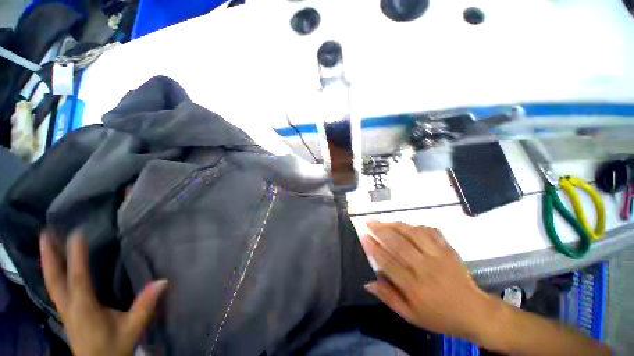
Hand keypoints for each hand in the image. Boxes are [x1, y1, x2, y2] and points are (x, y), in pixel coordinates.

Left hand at [40, 231, 166, 355]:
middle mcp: (69, 306)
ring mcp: (65, 310)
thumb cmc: (114, 346)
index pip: (78, 277)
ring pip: (52, 283)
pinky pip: (56, 288)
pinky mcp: (66, 313)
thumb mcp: (132, 327)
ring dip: (48, 263)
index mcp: (84, 307)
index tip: (77, 233)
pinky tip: (56, 269)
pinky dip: (53, 274)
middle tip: (45, 233)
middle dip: (49, 256)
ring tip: (46, 243)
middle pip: (54, 279)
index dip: (76, 255)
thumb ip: (145, 305)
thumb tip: (163, 280)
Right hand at [360, 221, 493, 339]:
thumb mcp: (411, 316)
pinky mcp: (448, 250)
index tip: (364, 237)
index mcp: (414, 287)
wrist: (474, 312)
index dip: (374, 248)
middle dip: (381, 231)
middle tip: (369, 223)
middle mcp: (425, 268)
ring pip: (413, 234)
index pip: (388, 263)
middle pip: (399, 244)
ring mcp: (438, 256)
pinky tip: (408, 225)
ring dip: (395, 225)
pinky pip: (431, 232)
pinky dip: (417, 226)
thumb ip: (389, 298)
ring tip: (384, 220)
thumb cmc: (439, 316)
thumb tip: (368, 283)